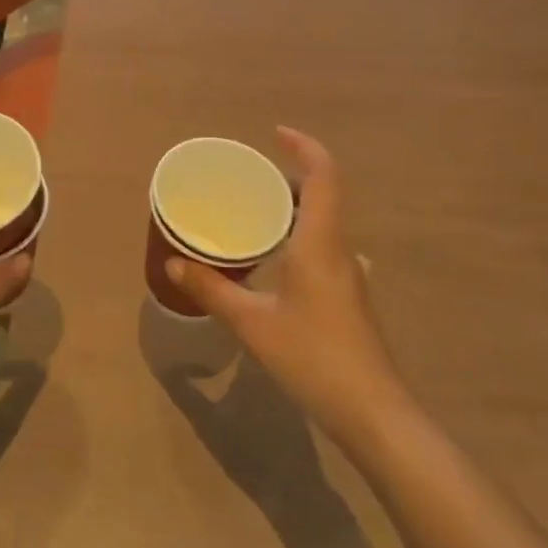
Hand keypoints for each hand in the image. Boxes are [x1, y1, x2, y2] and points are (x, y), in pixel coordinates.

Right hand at [166, 128, 409, 451]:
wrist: (374, 413)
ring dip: (296, 209)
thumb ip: (212, 290)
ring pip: (325, 225)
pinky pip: (324, 249)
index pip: (323, 175)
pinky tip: (276, 264)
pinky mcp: (351, 298)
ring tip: (257, 215)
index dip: (303, 147)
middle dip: (291, 178)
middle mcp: (341, 250)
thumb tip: (172, 263)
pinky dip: (300, 238)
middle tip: (251, 179)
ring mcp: (351, 275)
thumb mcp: (253, 323)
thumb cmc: (314, 358)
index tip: (275, 134)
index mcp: (321, 243)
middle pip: (324, 196)